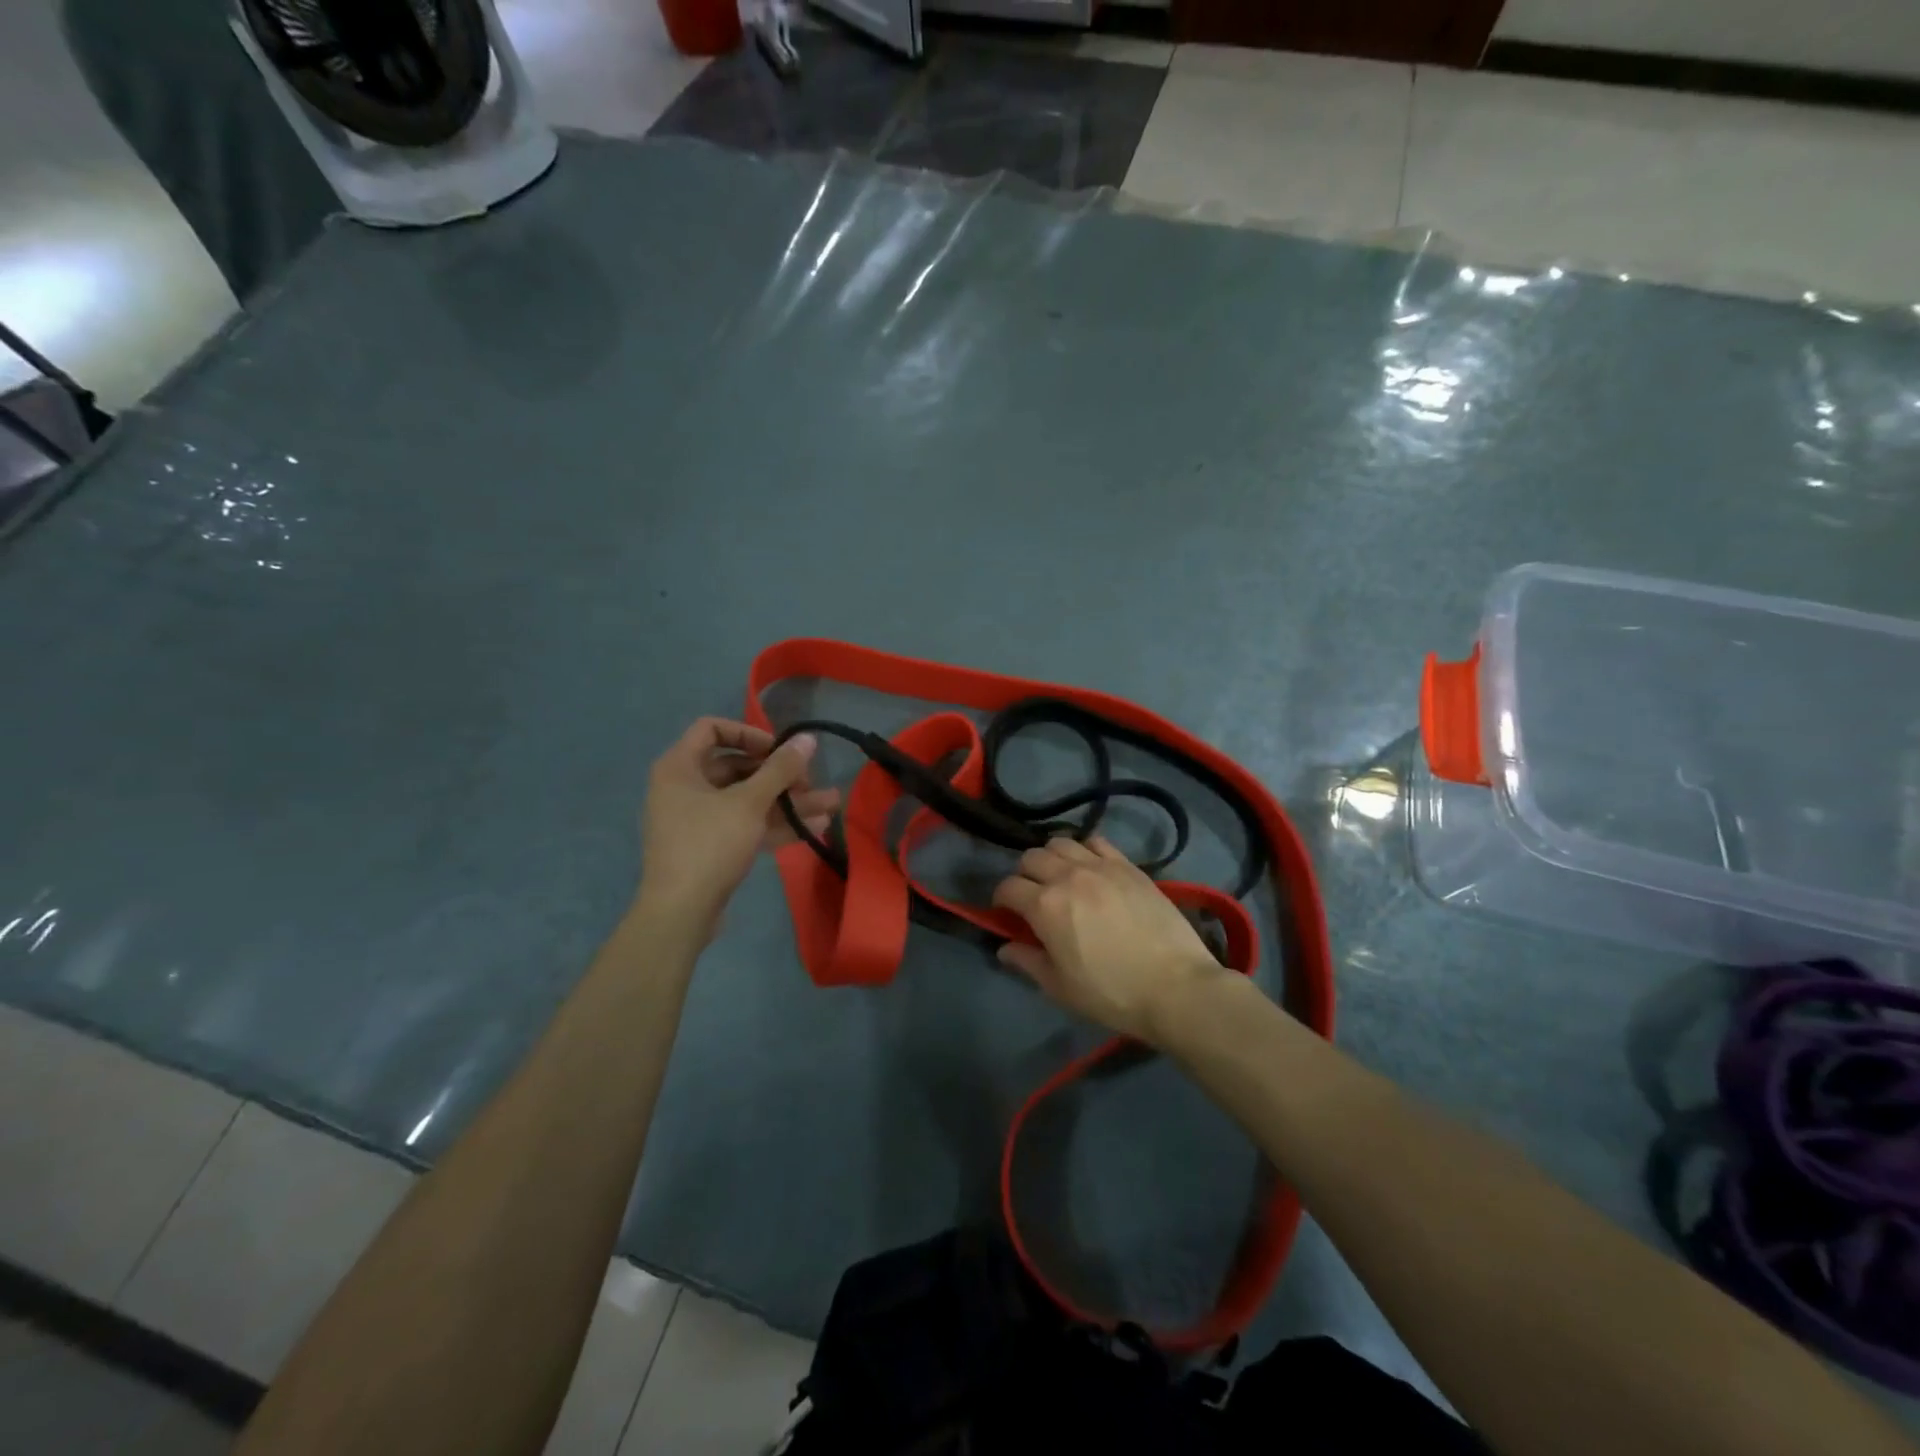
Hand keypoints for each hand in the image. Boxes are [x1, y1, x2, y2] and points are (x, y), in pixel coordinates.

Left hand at [636, 718, 838, 927]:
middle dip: (780, 774)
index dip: (749, 733)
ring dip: (787, 801)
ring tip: (830, 805)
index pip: (712, 729)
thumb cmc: (709, 845)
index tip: (779, 749)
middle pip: (737, 767)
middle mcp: (685, 788)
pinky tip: (815, 828)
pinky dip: (776, 824)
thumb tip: (807, 739)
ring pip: (748, 800)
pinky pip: (746, 824)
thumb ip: (780, 769)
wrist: (680, 913)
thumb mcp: (749, 802)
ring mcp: (698, 819)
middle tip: (810, 781)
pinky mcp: (712, 847)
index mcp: (679, 767)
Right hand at [991, 836, 1228, 1044]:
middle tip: (1033, 896)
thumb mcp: (1060, 988)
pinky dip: (1085, 850)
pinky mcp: (1128, 866)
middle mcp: (1067, 876)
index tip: (1006, 913)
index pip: (1008, 887)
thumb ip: (1028, 961)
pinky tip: (1091, 868)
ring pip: (1061, 843)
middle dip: (1024, 875)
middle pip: (1031, 857)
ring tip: (1060, 878)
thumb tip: (1005, 947)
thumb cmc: (1112, 994)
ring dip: (1052, 858)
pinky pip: (1097, 841)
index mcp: (1044, 906)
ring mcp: (1100, 866)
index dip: (1001, 899)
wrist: (1176, 987)